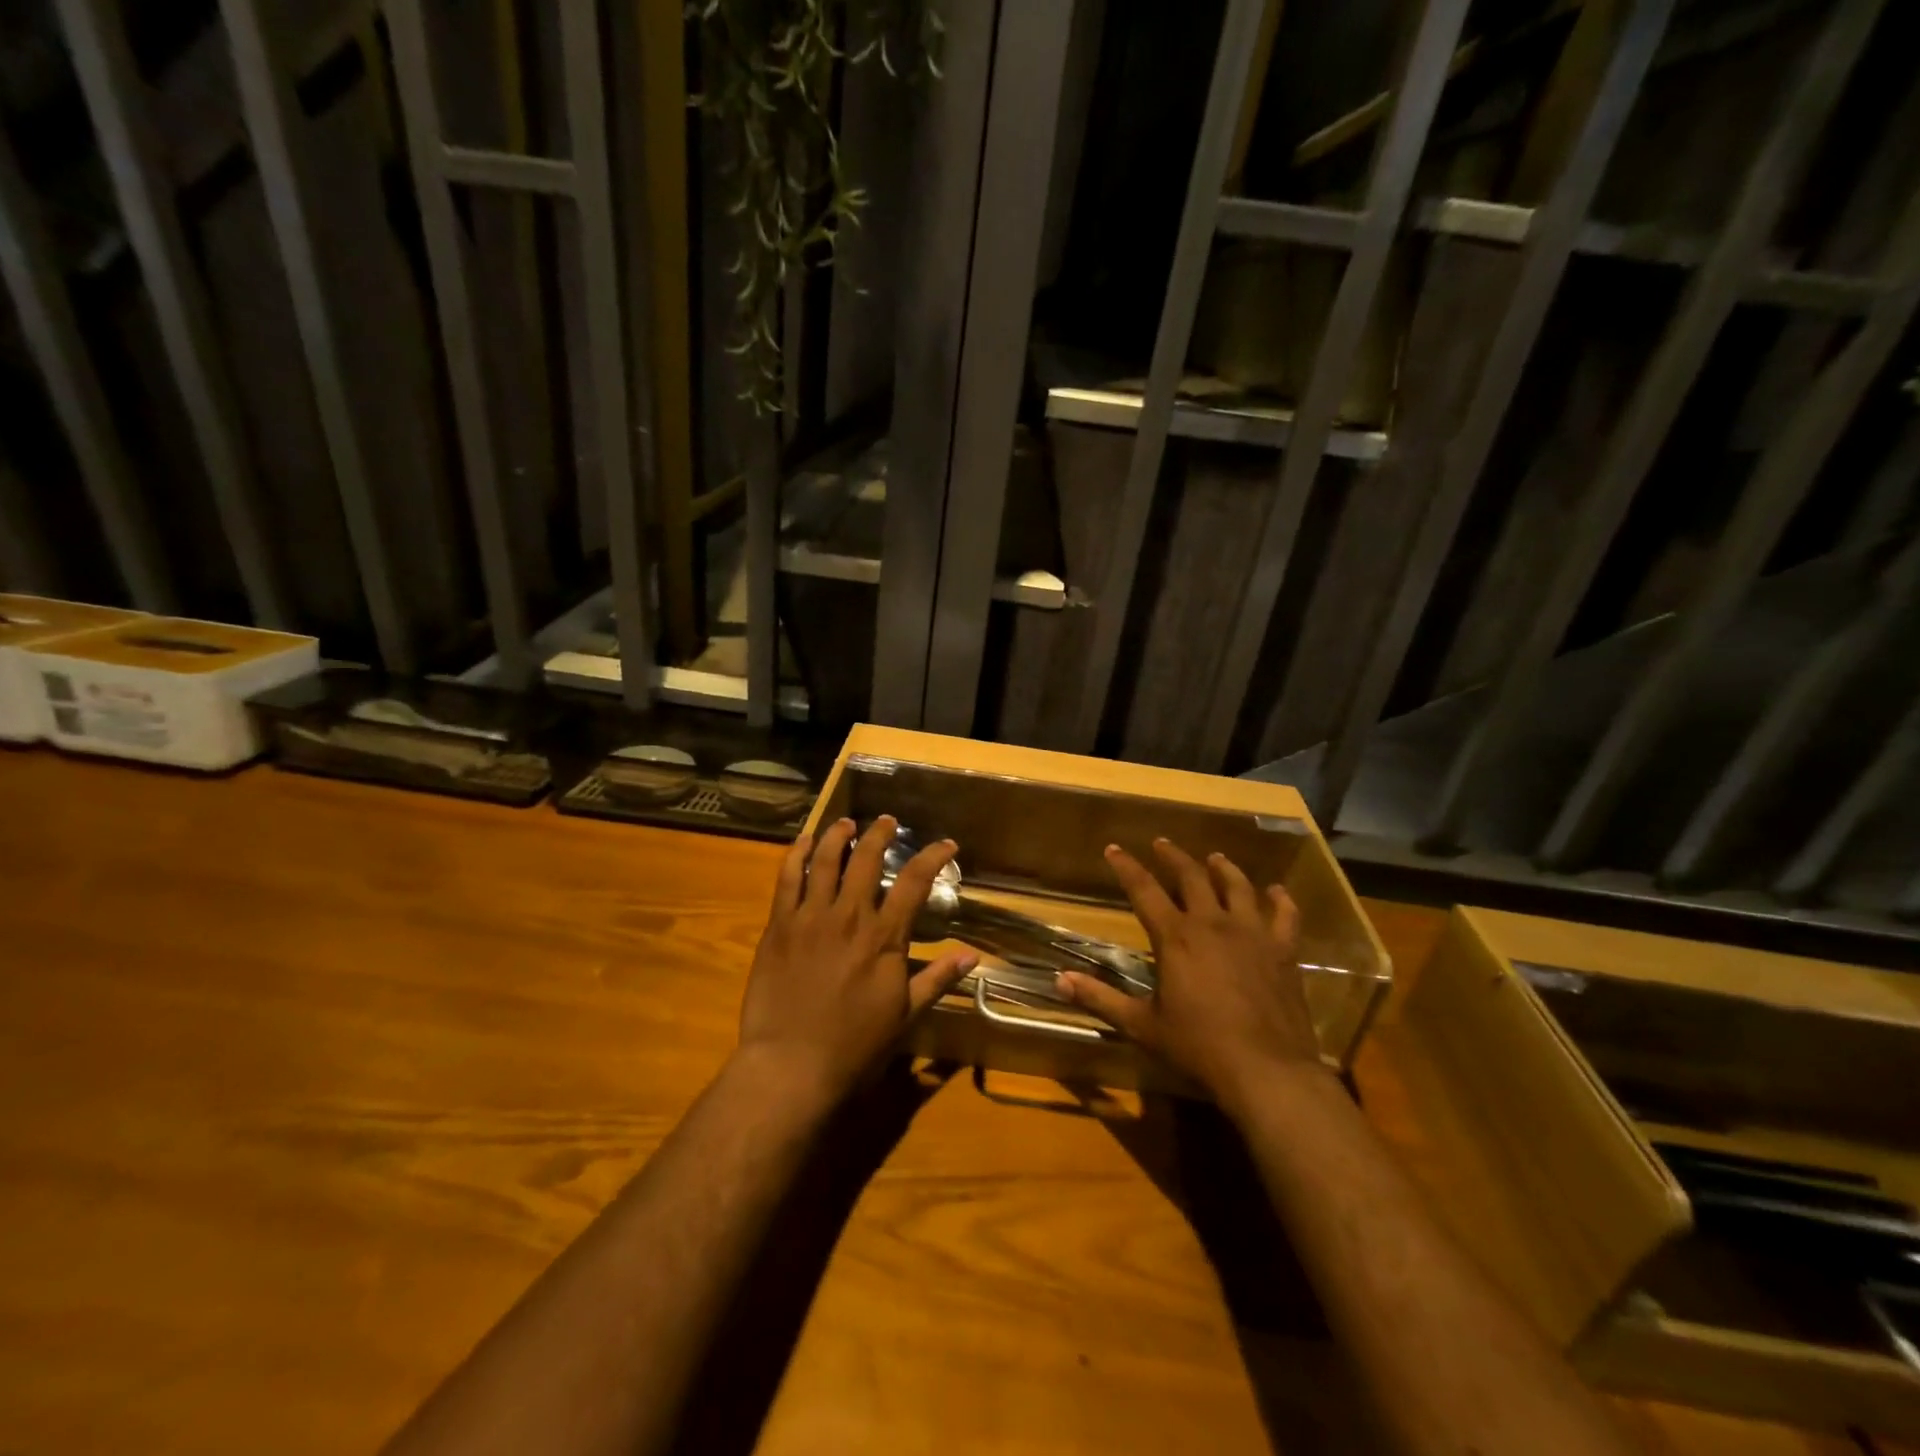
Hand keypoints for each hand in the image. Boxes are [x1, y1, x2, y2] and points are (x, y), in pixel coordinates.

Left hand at [736, 815, 977, 1104]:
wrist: (791, 1066)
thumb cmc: (854, 1046)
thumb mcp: (904, 1015)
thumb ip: (936, 979)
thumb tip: (971, 955)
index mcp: (884, 937)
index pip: (915, 882)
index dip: (933, 856)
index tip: (946, 844)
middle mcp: (849, 916)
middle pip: (867, 859)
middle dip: (880, 833)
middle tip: (887, 822)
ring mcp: (810, 917)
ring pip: (825, 860)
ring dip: (838, 835)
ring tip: (847, 823)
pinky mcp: (779, 926)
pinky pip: (787, 879)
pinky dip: (796, 854)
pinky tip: (803, 841)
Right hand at [1055, 839, 1322, 1113]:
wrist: (1266, 1071)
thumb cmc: (1198, 1047)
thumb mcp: (1142, 1025)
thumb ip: (1101, 998)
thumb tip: (1059, 980)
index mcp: (1175, 937)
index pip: (1144, 890)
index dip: (1126, 867)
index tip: (1114, 848)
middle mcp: (1213, 924)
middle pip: (1192, 877)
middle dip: (1173, 857)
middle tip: (1162, 843)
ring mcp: (1252, 934)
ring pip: (1238, 886)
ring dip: (1224, 869)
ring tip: (1215, 858)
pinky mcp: (1283, 951)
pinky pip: (1285, 915)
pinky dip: (1281, 900)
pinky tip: (1277, 891)